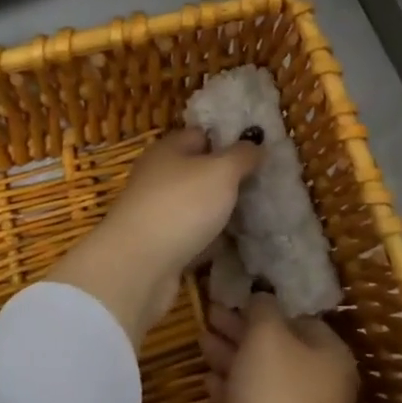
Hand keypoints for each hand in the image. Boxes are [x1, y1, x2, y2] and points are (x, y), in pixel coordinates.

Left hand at [44, 127, 261, 345]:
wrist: (137, 268)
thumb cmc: (181, 205)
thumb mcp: (221, 171)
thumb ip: (242, 156)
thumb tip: (256, 145)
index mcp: (168, 150)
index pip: (201, 135)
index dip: (229, 140)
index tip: (259, 152)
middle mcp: (159, 177)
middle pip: (200, 172)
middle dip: (229, 179)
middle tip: (263, 186)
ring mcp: (158, 213)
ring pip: (198, 206)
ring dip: (222, 212)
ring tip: (257, 215)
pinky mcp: (160, 247)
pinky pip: (194, 237)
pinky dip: (212, 241)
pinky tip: (237, 245)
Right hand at [201, 293, 360, 402]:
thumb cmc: (276, 387)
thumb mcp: (267, 333)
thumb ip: (263, 307)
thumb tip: (262, 296)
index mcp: (330, 353)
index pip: (298, 318)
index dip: (265, 306)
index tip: (236, 299)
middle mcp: (322, 383)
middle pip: (277, 347)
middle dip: (242, 331)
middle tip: (210, 315)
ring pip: (261, 376)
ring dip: (232, 357)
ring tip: (201, 341)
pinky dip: (231, 389)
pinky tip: (207, 380)